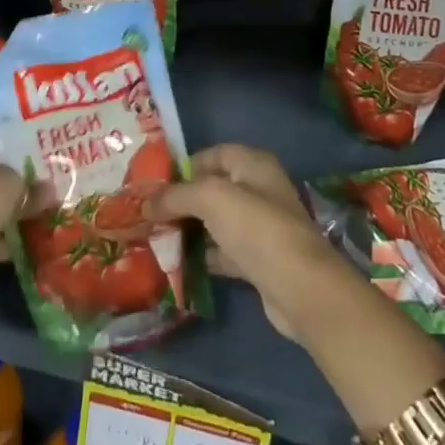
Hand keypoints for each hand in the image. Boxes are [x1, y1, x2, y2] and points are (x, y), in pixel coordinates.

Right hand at [146, 143, 345, 340]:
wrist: (300, 288)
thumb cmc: (255, 228)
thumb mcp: (210, 198)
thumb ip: (175, 196)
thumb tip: (144, 203)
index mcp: (253, 164)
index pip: (212, 155)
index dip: (183, 167)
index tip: (153, 185)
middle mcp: (259, 190)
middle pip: (212, 190)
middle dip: (181, 201)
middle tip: (148, 214)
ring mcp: (260, 228)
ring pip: (216, 222)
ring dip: (189, 229)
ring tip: (155, 237)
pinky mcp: (259, 261)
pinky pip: (223, 251)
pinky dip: (202, 255)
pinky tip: (177, 263)